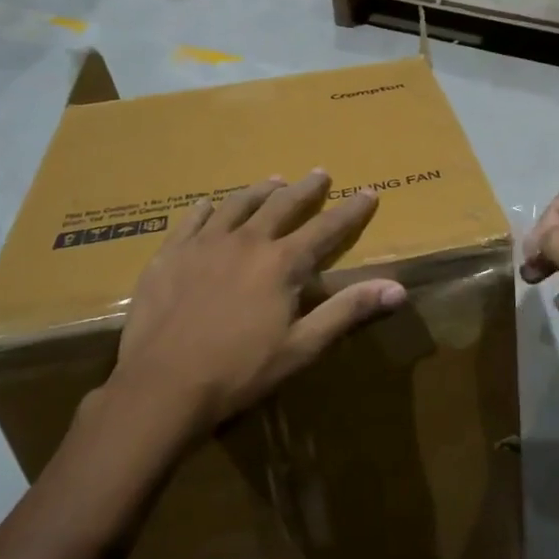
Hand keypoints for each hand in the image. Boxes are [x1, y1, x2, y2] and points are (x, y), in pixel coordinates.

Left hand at [104, 171, 405, 446]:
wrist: (161, 385)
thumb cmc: (239, 371)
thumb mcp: (301, 347)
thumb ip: (347, 311)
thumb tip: (397, 288)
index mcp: (282, 263)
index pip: (326, 228)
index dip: (350, 210)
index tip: (369, 192)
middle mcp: (246, 241)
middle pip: (282, 205)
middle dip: (305, 189)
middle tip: (319, 173)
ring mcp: (204, 244)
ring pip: (237, 204)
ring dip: (260, 191)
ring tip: (273, 181)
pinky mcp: (169, 254)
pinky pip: (191, 220)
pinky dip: (206, 208)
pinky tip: (208, 205)